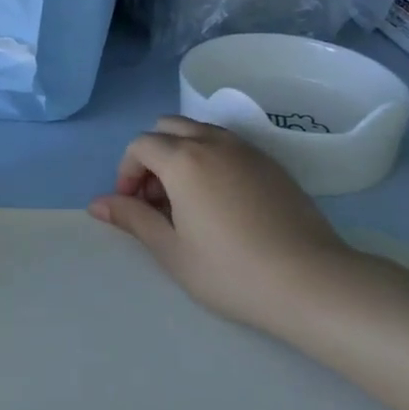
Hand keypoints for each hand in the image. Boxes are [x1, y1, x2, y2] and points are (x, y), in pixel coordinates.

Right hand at [89, 116, 352, 328]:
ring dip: (181, 153)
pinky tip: (220, 201)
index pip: (140, 145)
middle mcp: (213, 142)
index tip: (131, 206)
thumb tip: (97, 204)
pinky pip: (228, 145)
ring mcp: (246, 150)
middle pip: (168, 127)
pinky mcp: (272, 163)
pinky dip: (211, 158)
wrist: (311, 282)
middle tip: (157, 198)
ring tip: (187, 199)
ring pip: (200, 131)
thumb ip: (132, 219)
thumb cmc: (231, 271)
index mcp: (183, 159)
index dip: (127, 171)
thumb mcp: (171, 251)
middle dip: (152, 155)